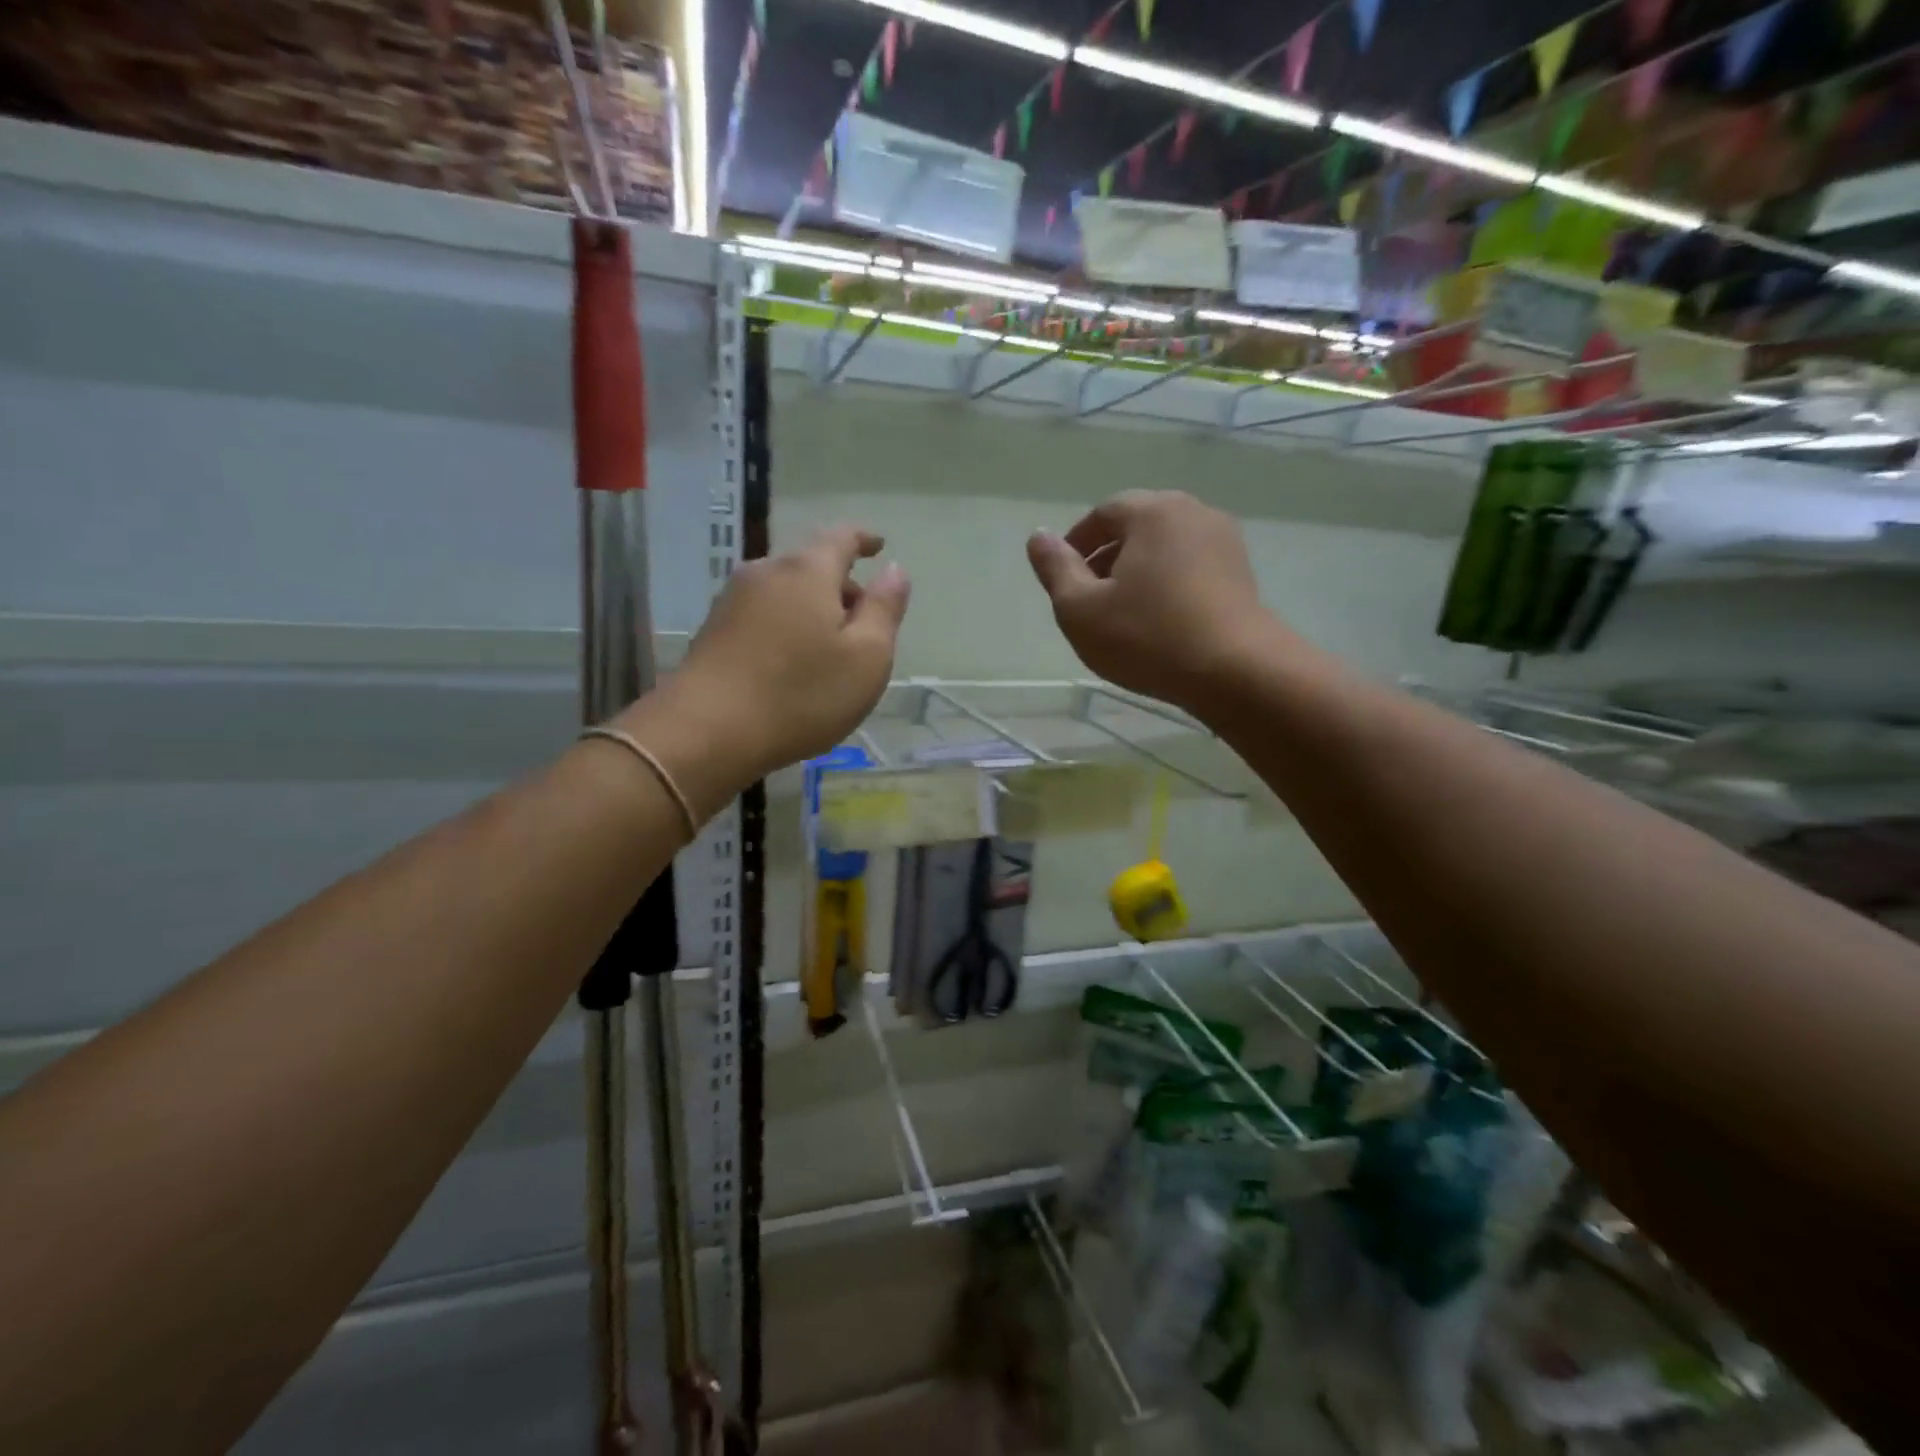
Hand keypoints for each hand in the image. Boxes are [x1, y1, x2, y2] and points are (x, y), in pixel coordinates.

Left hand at [637, 527, 909, 792]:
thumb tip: (895, 570)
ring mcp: (733, 599)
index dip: (864, 539)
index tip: (879, 547)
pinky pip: (764, 613)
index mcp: (808, 571)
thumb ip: (885, 609)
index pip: (842, 536)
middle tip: (863, 623)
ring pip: (786, 590)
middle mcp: (767, 572)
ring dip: (813, 608)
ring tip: (829, 650)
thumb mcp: (866, 658)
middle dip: (841, 585)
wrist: (706, 732)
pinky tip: (792, 664)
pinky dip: (787, 625)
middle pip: (811, 564)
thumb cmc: (800, 695)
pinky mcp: (714, 629)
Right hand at [1028, 491, 1293, 714]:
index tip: (1064, 581)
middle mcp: (1193, 513)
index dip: (1076, 545)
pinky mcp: (1242, 573)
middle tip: (1090, 600)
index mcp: (1152, 511)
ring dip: (1137, 573)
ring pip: (1165, 548)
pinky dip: (1167, 584)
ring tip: (1123, 615)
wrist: (1236, 672)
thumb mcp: (1081, 609)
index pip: (1102, 514)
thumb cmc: (1147, 636)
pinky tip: (1159, 622)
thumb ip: (1055, 569)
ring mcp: (1224, 542)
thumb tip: (1038, 537)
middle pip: (1136, 527)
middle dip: (1107, 558)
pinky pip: (1190, 567)